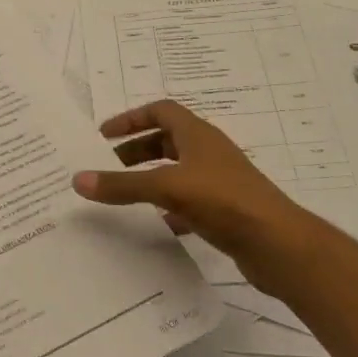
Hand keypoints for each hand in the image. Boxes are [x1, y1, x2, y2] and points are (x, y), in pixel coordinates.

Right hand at [72, 100, 319, 288]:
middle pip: (166, 141)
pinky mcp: (226, 210)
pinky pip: (189, 200)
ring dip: (151, 178)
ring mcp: (219, 182)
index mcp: (197, 135)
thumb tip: (78, 179)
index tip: (104, 135)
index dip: (131, 119)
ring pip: (177, 171)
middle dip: (136, 150)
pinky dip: (169, 207)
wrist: (279, 245)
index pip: (160, 111)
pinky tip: (157, 224)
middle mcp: (209, 152)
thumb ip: (122, 185)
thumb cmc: (223, 200)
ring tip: (125, 194)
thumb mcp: (166, 187)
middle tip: (108, 166)